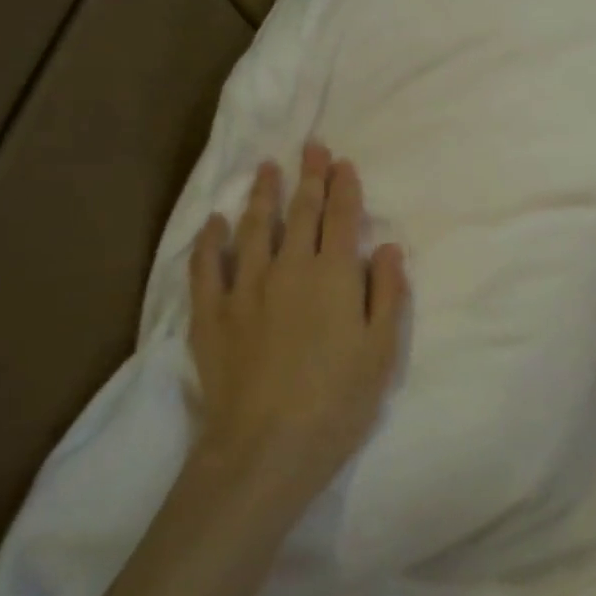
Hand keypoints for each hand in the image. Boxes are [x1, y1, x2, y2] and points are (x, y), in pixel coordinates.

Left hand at [186, 142, 408, 501]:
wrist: (266, 448)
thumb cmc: (337, 401)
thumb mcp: (381, 351)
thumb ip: (387, 293)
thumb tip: (389, 247)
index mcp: (334, 275)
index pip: (342, 218)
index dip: (344, 187)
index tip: (343, 163)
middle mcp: (289, 268)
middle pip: (302, 212)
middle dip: (309, 177)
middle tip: (310, 148)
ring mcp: (245, 287)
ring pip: (255, 228)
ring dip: (263, 195)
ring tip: (267, 169)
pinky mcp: (210, 313)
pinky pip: (207, 265)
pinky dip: (211, 240)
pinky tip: (214, 222)